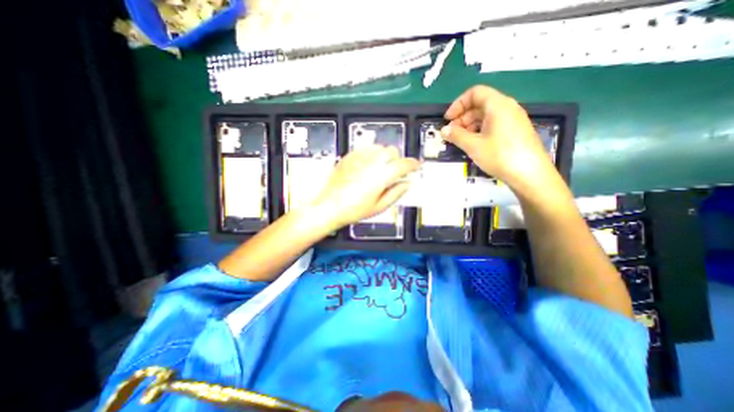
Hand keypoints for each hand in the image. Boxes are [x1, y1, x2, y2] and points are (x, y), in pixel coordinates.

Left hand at [309, 146, 420, 231]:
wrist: (329, 206)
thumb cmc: (353, 210)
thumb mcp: (379, 207)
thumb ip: (396, 193)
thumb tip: (407, 183)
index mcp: (381, 176)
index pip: (403, 164)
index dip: (413, 164)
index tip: (416, 166)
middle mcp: (371, 162)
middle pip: (392, 151)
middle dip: (398, 159)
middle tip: (396, 170)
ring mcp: (359, 158)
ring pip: (379, 147)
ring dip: (385, 155)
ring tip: (381, 167)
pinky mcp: (349, 156)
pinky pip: (365, 148)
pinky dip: (372, 154)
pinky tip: (368, 164)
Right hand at [441, 83, 556, 191]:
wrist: (530, 174)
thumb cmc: (500, 156)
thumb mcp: (473, 145)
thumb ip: (456, 135)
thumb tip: (443, 130)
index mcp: (498, 105)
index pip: (475, 93)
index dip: (458, 104)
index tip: (447, 119)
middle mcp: (507, 108)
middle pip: (480, 104)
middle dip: (462, 117)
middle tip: (451, 134)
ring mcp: (513, 120)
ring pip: (486, 116)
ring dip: (470, 126)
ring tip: (460, 141)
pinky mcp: (515, 131)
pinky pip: (494, 125)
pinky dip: (480, 131)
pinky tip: (474, 145)